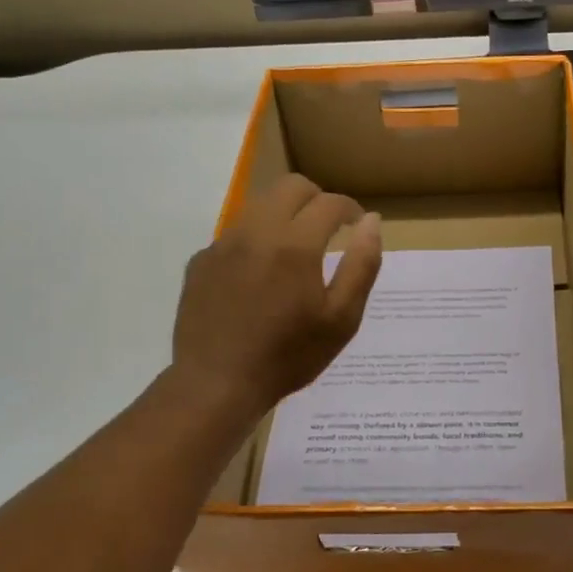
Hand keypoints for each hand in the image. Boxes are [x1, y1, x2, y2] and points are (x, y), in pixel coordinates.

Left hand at [170, 175, 383, 425]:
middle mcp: (257, 232)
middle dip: (316, 198)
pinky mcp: (201, 261)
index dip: (350, 209)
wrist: (217, 384)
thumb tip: (371, 222)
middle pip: (291, 187)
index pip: (329, 203)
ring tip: (295, 251)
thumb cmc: (288, 356)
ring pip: (259, 206)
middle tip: (329, 227)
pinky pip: (235, 235)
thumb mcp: (341, 319)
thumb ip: (362, 265)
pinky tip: (258, 277)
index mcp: (295, 245)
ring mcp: (223, 244)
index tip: (357, 225)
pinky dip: (255, 241)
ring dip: (284, 215)